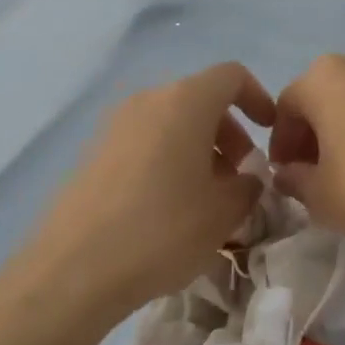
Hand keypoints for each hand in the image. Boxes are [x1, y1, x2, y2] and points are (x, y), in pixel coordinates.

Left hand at [20, 62, 275, 317]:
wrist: (75, 268)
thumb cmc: (163, 229)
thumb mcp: (225, 211)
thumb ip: (249, 185)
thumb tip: (247, 178)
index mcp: (185, 101)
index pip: (232, 76)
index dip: (258, 98)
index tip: (269, 133)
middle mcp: (149, 100)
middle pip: (200, 98)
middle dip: (229, 131)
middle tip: (240, 174)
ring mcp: (116, 124)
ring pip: (171, 121)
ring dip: (199, 147)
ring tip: (208, 195)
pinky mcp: (94, 152)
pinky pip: (145, 141)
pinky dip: (168, 158)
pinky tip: (170, 205)